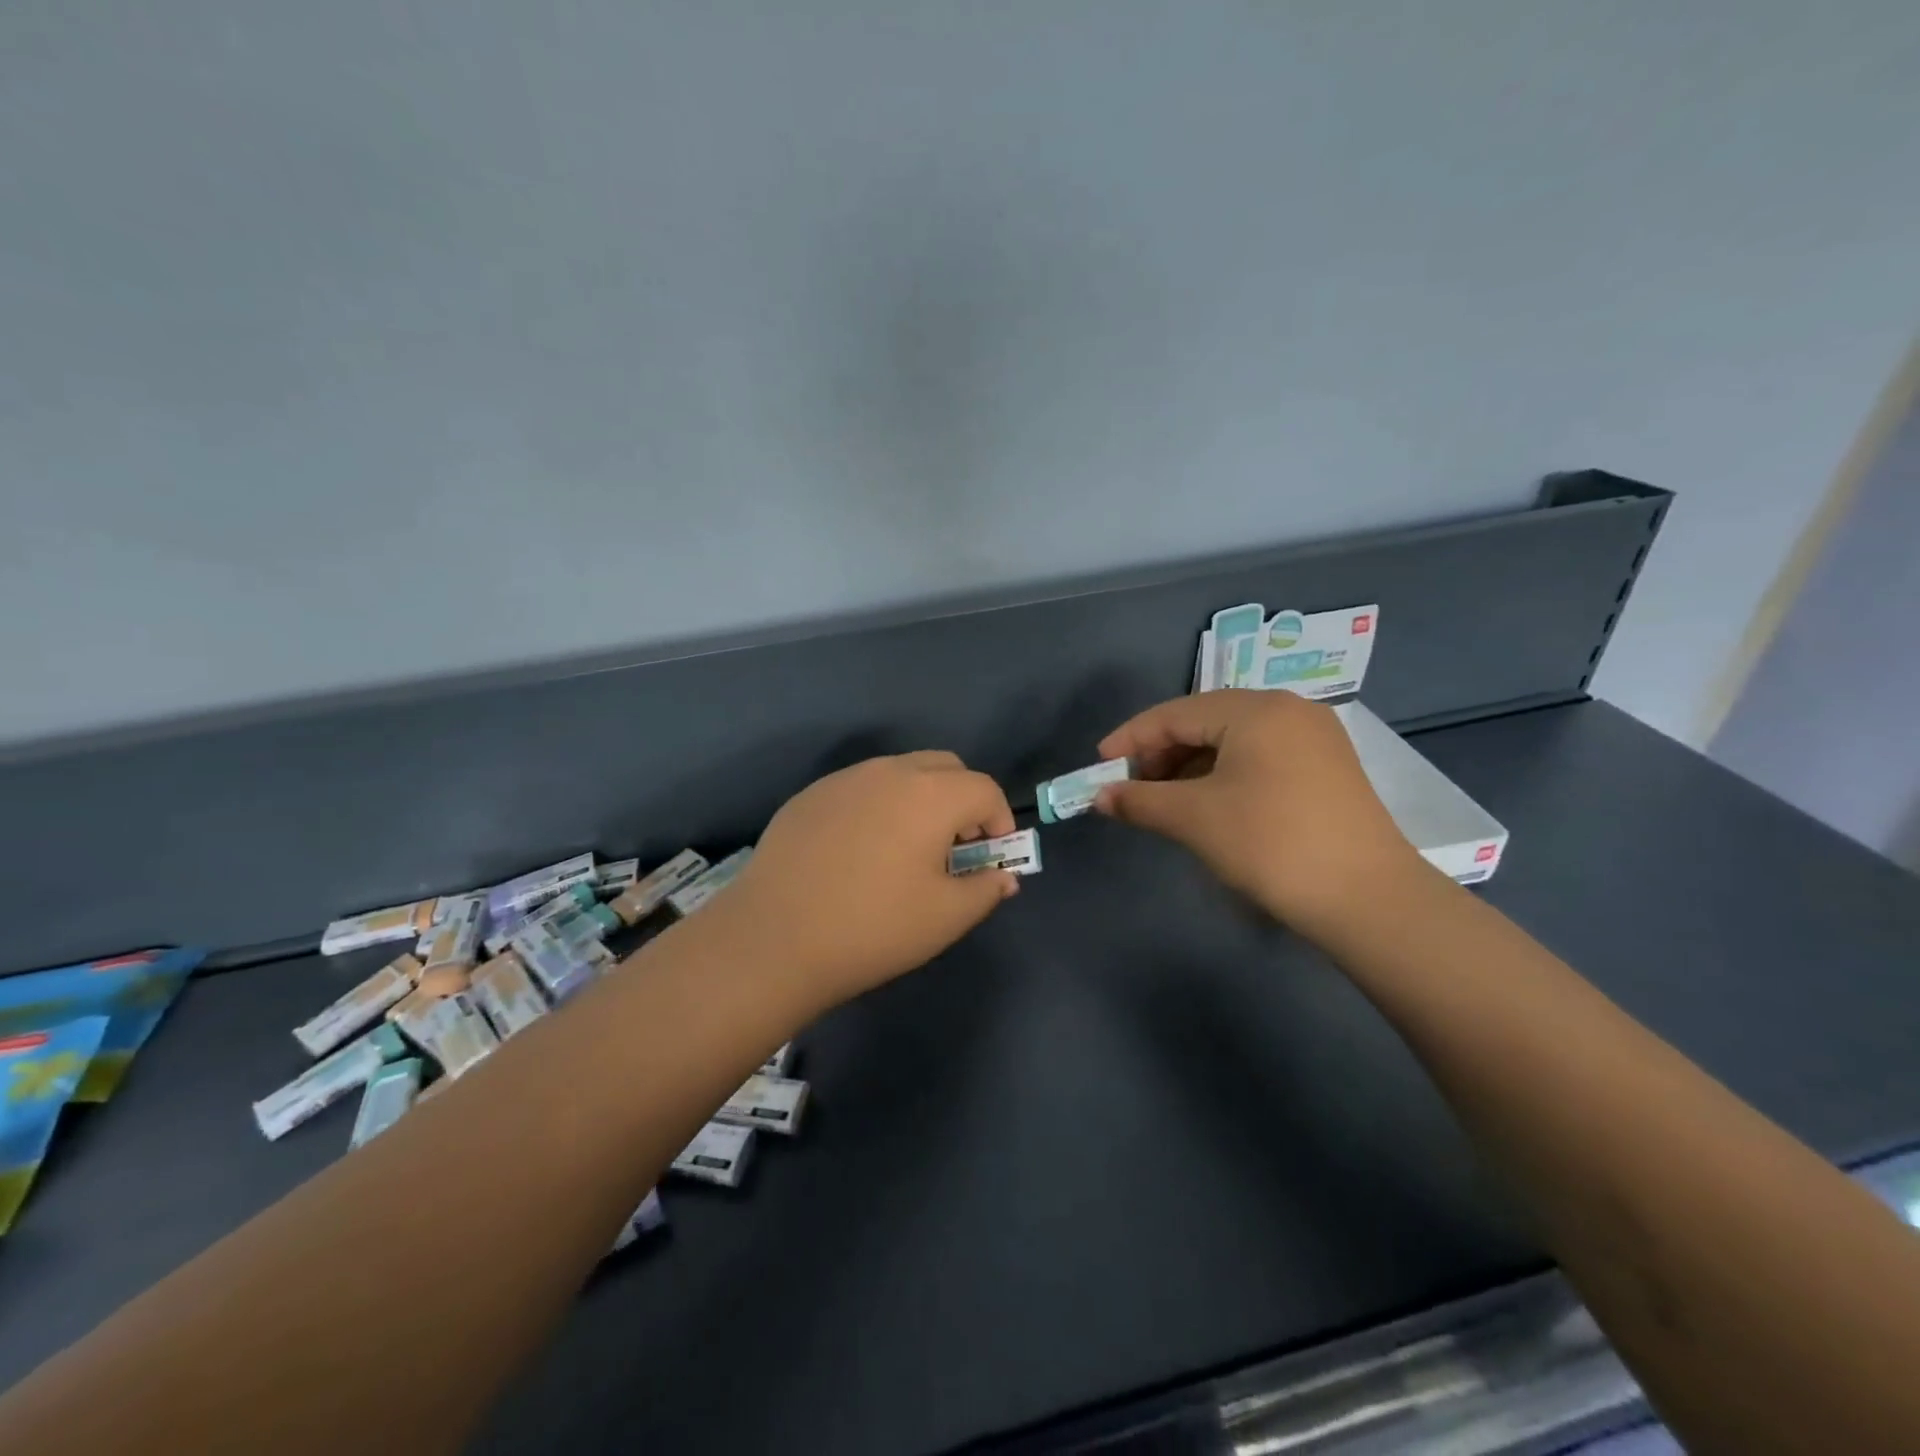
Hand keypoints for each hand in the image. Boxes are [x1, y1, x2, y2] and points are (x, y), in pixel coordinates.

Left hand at [714, 751, 1019, 1010]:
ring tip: (907, 849)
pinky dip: (879, 806)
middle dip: (963, 799)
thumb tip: (1003, 875)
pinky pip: (861, 788)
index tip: (992, 855)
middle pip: (945, 767)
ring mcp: (844, 779)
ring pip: (900, 772)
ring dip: (921, 799)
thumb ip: (985, 889)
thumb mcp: (945, 918)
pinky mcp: (810, 795)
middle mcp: (889, 771)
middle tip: (955, 846)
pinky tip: (860, 852)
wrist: (774, 939)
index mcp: (931, 794)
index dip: (1000, 820)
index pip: (984, 789)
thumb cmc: (873, 927)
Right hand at [1094, 690, 1427, 939]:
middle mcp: (1287, 710)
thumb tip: (1100, 797)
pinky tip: (1208, 804)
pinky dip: (1223, 775)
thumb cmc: (1270, 844)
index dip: (1130, 739)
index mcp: (1255, 709)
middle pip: (1204, 721)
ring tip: (1165, 800)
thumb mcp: (1194, 819)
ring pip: (1232, 740)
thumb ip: (1139, 800)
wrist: (1368, 899)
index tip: (1099, 767)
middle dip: (1160, 753)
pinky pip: (1259, 757)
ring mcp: (1313, 737)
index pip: (1174, 713)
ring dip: (1190, 766)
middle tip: (1131, 788)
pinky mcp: (1327, 768)